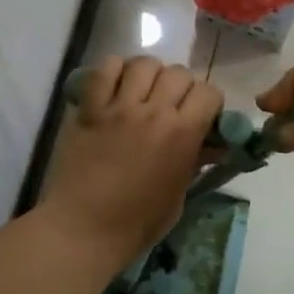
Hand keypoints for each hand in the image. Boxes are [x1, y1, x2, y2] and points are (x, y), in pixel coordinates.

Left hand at [41, 56, 222, 260]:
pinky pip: (105, 70)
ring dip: (150, 74)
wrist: (83, 229)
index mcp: (183, 134)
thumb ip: (194, 161)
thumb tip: (210, 144)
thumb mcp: (178, 195)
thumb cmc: (137, 223)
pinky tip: (116, 86)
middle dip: (182, 87)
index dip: (209, 102)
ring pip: (144, 64)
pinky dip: (115, 70)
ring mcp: (119, 107)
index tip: (202, 116)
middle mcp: (154, 112)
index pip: (208, 92)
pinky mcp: (90, 108)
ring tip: (144, 92)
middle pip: (179, 73)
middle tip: (172, 105)